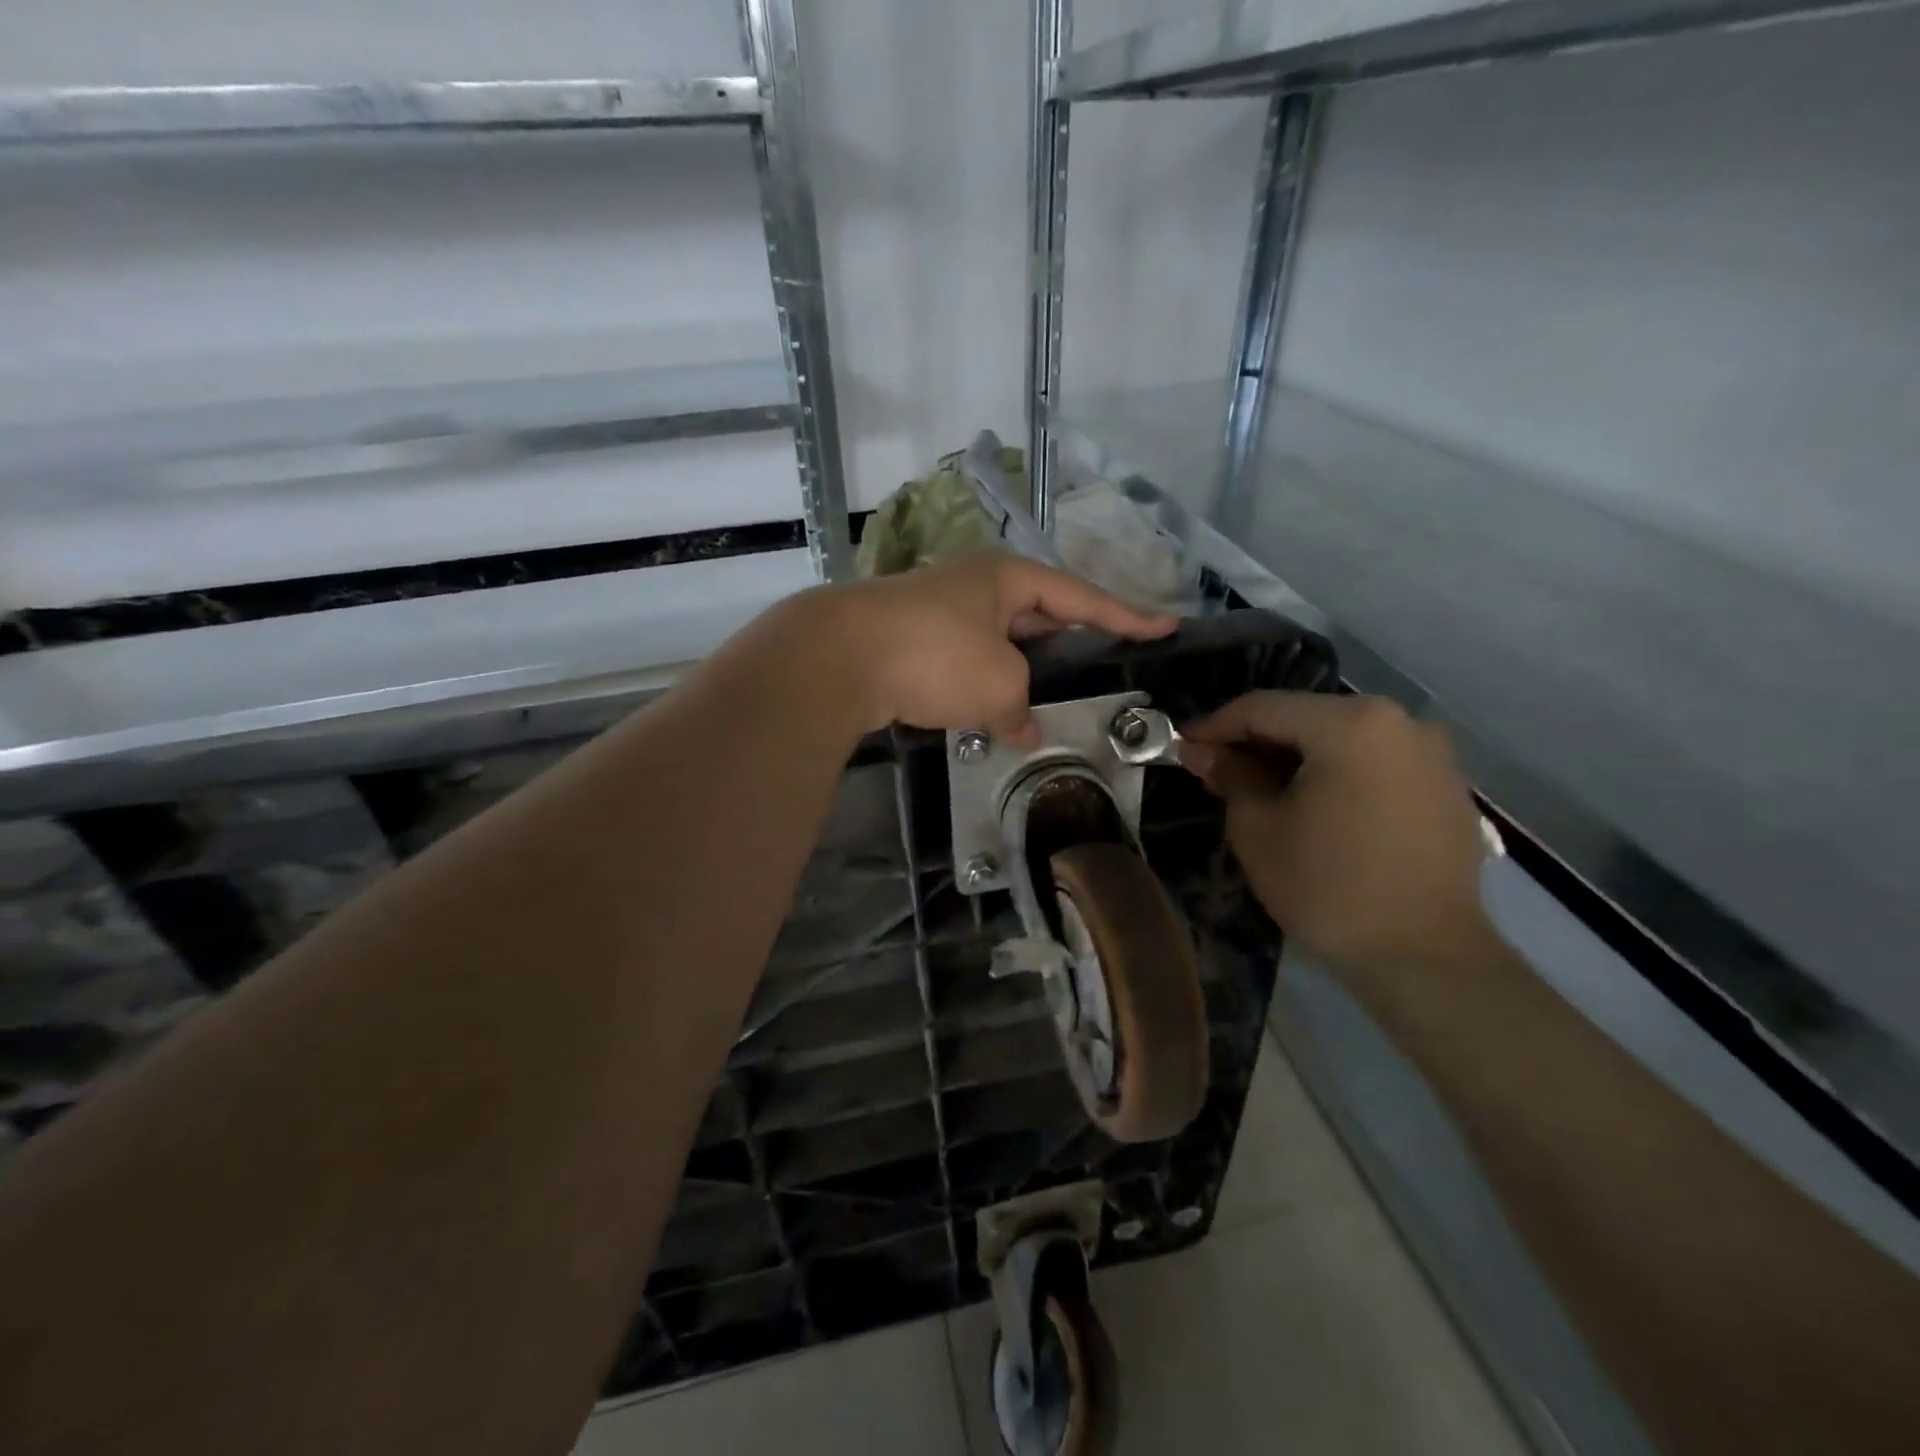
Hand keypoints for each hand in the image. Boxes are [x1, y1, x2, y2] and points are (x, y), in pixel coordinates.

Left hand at [809, 555, 1177, 741]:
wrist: (840, 657)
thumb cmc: (936, 655)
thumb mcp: (999, 684)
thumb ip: (1021, 708)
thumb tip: (1025, 730)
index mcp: (1009, 578)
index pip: (1083, 598)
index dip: (1128, 616)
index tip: (1167, 626)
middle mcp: (976, 585)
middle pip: (1040, 614)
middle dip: (1072, 642)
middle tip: (1107, 663)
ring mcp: (940, 610)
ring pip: (1001, 642)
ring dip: (1025, 672)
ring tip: (1053, 701)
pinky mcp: (911, 639)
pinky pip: (967, 660)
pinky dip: (987, 685)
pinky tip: (995, 714)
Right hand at [1180, 693, 1490, 977]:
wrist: (1426, 958)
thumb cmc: (1328, 887)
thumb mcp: (1258, 828)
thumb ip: (1231, 775)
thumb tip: (1204, 751)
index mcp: (1351, 723)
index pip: (1263, 708)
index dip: (1215, 726)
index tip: (1182, 746)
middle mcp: (1400, 722)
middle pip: (1306, 718)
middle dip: (1255, 743)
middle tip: (1215, 770)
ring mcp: (1431, 753)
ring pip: (1341, 740)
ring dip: (1294, 758)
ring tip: (1259, 789)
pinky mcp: (1446, 787)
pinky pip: (1375, 764)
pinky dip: (1335, 774)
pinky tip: (1312, 805)